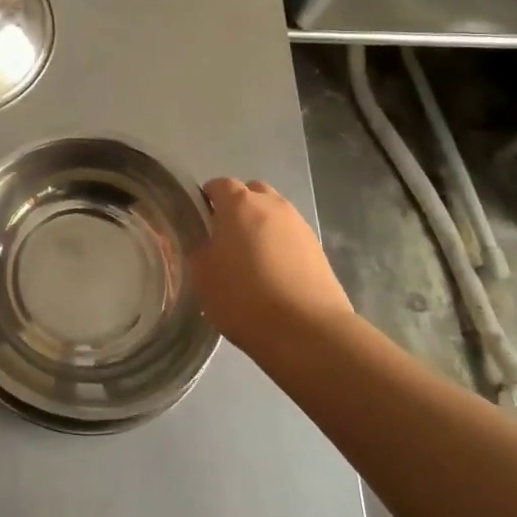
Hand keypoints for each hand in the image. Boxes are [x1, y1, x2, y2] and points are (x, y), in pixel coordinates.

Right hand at [190, 178, 351, 347]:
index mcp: (239, 204)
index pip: (219, 185)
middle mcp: (272, 204)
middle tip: (226, 240)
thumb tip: (204, 242)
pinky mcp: (318, 248)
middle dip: (237, 209)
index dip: (207, 201)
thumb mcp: (202, 276)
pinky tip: (275, 275)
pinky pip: (290, 236)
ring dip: (261, 227)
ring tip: (252, 261)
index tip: (200, 226)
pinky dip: (280, 246)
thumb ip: (198, 249)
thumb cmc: (244, 298)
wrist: (308, 331)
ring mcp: (299, 225)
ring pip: (273, 214)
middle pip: (251, 193)